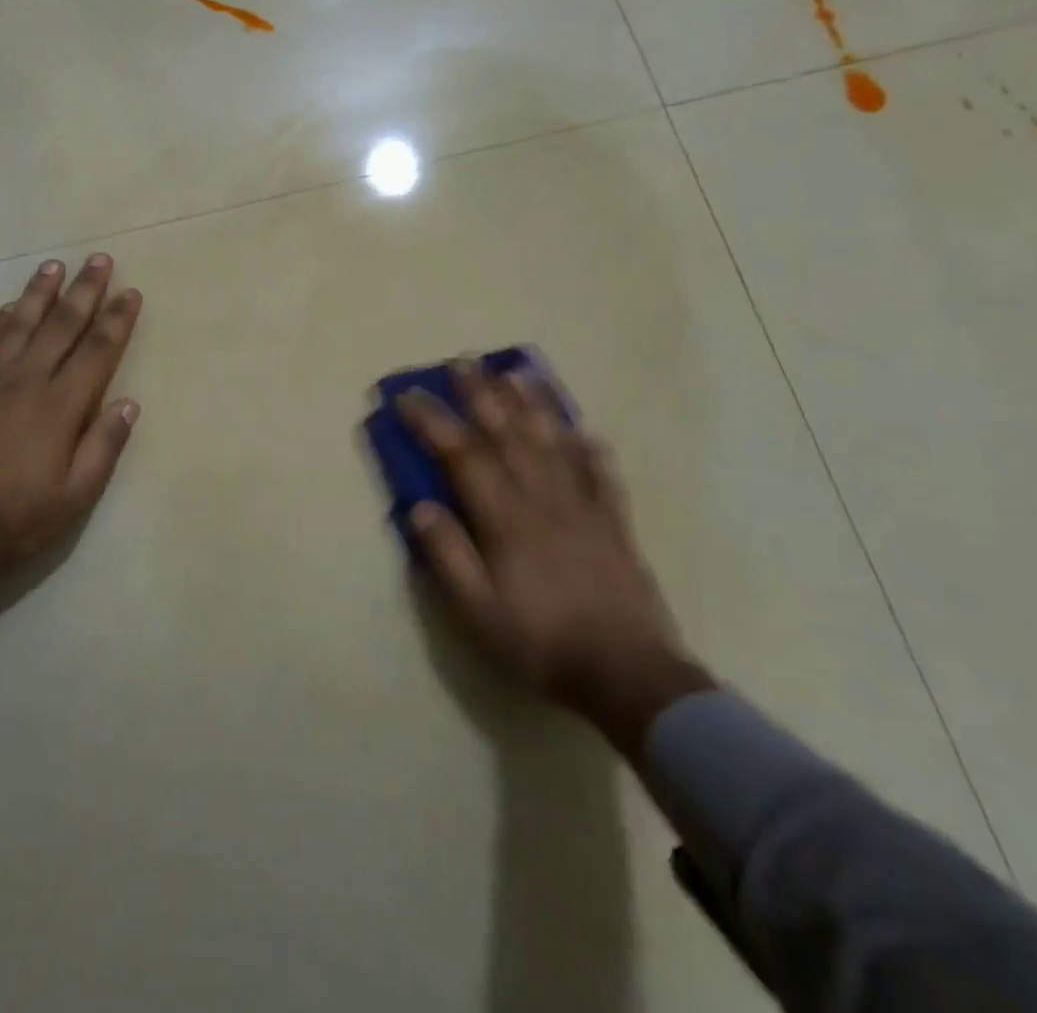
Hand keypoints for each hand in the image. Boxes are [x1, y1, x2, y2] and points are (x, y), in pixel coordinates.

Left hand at [0, 255, 141, 583]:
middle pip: (61, 325)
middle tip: (100, 260)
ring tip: (55, 267)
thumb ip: (103, 447)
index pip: (97, 351)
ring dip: (39, 293)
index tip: (131, 293)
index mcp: (59, 407)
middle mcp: (25, 381)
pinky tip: (8, 307)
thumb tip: (129, 403)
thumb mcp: (73, 499)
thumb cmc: (13, 522)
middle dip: (85, 290)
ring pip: (19, 323)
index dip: (117, 319)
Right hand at [398, 362, 712, 753]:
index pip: (463, 455)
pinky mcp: (615, 524)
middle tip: (462, 360)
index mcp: (505, 520)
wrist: (629, 676)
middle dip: (482, 394)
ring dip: (534, 404)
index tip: (407, 395)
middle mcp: (543, 500)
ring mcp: (584, 508)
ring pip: (554, 443)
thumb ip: (447, 555)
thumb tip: (418, 505)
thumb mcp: (477, 611)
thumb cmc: (541, 642)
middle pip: (508, 434)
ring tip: (518, 371)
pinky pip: (603, 475)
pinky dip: (592, 448)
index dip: (433, 421)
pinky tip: (585, 429)